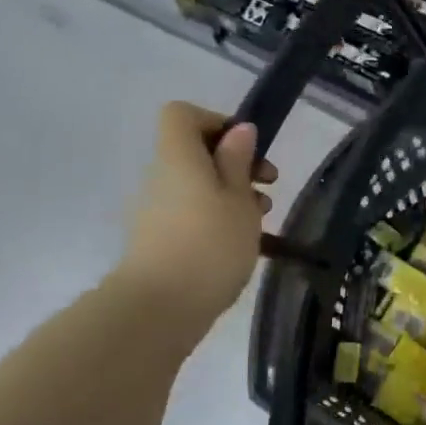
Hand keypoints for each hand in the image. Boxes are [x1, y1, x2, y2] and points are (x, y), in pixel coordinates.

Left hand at [114, 102, 276, 324]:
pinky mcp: (158, 241)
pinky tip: (244, 244)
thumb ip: (238, 161)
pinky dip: (218, 219)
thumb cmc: (210, 245)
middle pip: (194, 152)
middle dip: (235, 164)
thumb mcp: (238, 199)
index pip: (182, 115)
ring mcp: (156, 211)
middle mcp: (161, 177)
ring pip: (197, 186)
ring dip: (232, 194)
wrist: (159, 309)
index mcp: (178, 157)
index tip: (247, 148)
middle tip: (269, 185)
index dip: (216, 121)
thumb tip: (239, 130)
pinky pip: (191, 214)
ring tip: (262, 221)